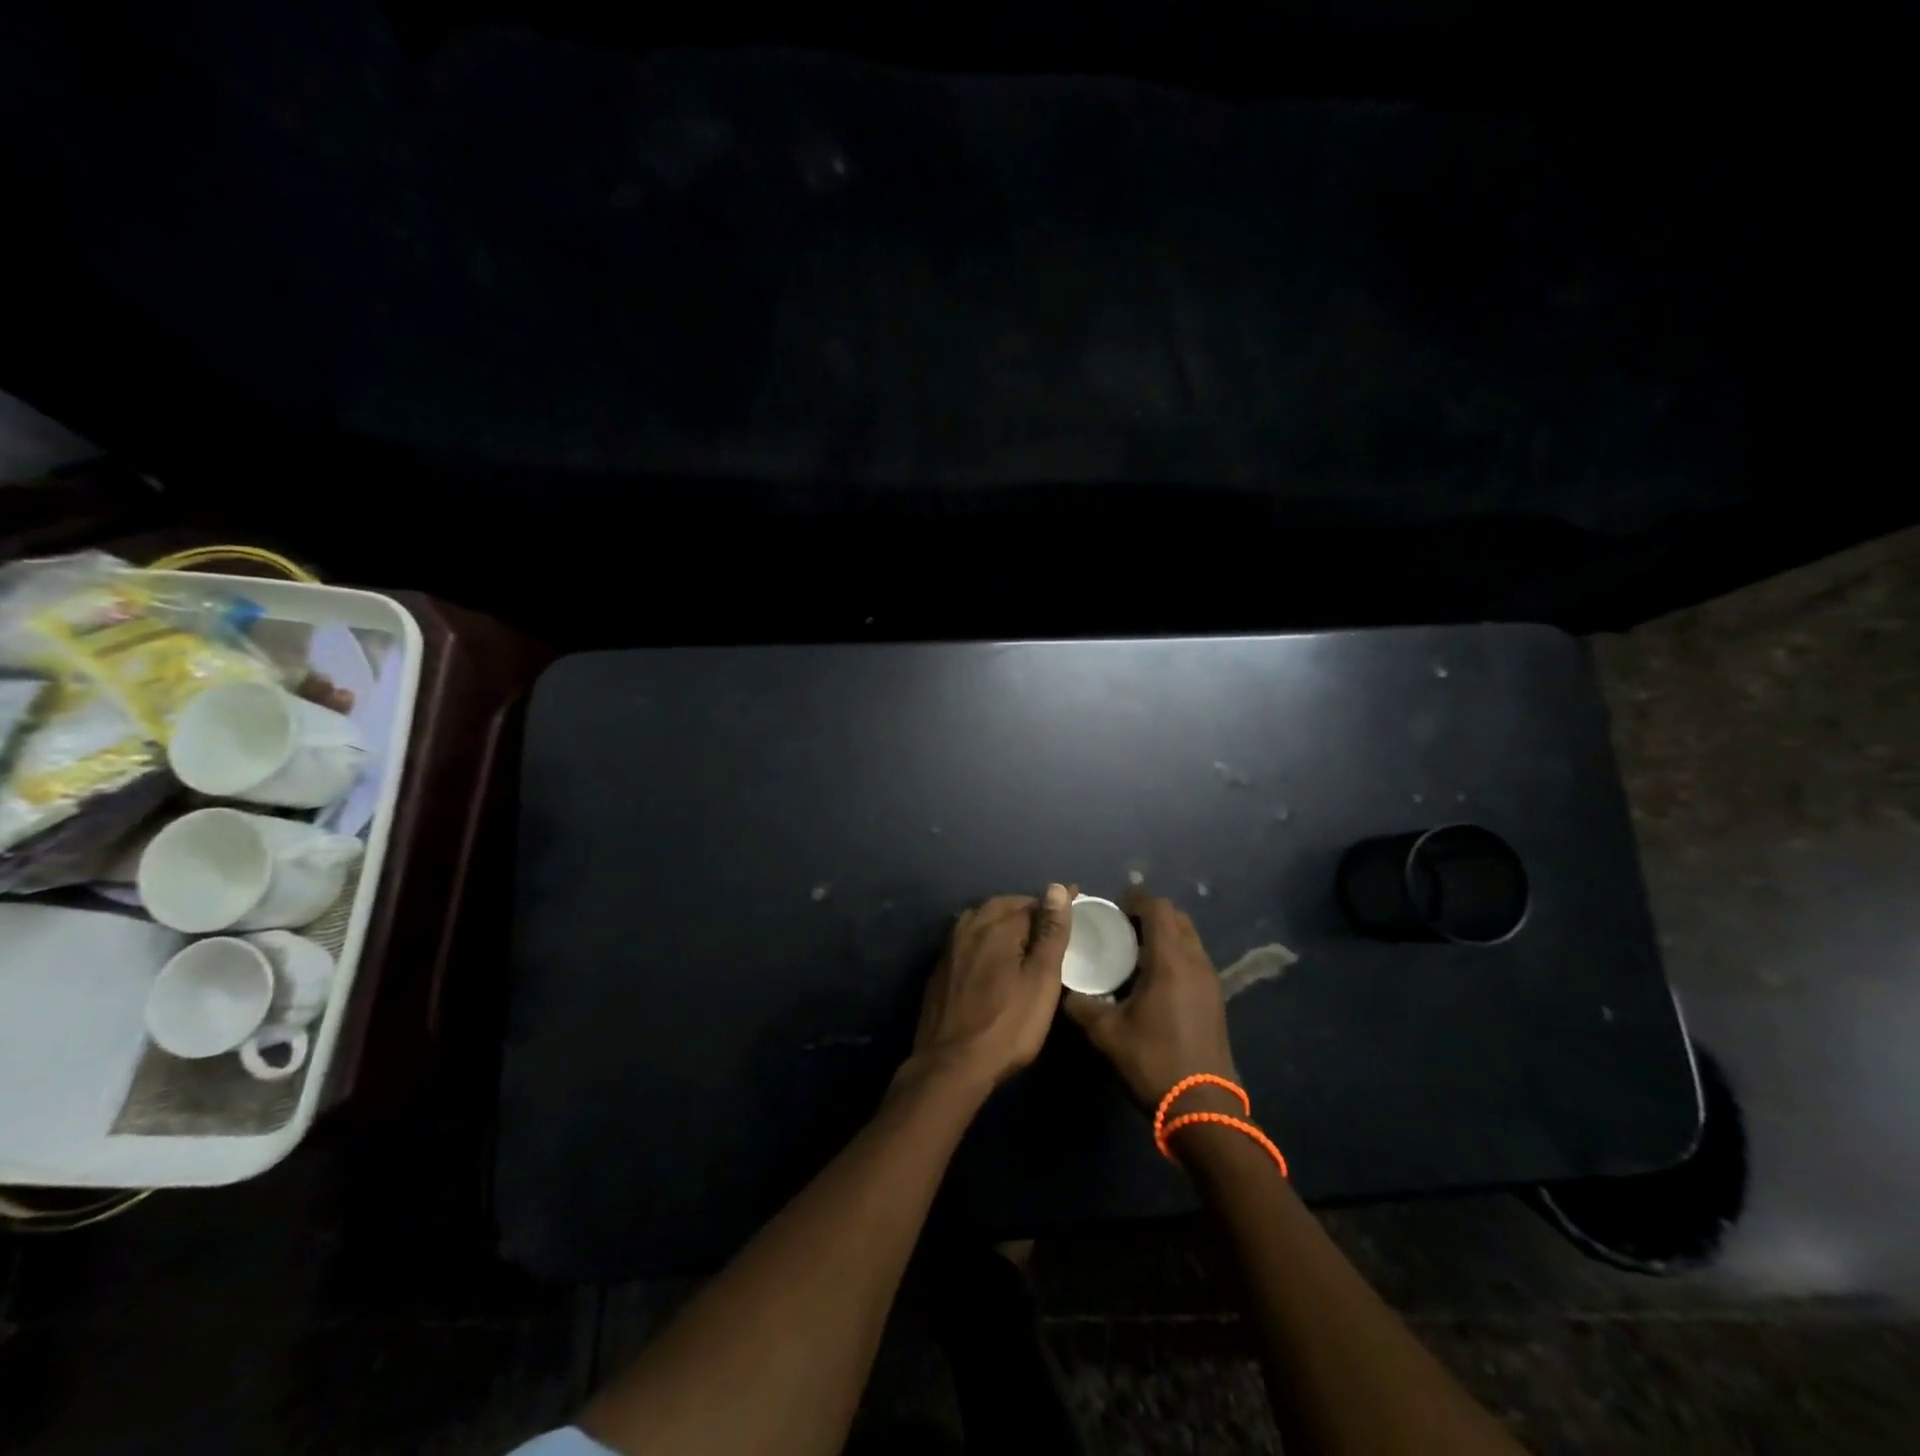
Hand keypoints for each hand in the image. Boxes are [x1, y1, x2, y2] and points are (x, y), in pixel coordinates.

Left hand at [911, 885, 1071, 1089]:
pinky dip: (986, 941)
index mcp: (996, 925)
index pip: (1032, 903)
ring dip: (1005, 923)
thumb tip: (1056, 888)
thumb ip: (1050, 933)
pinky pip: (968, 940)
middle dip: (1029, 911)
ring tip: (1026, 940)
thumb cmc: (1007, 1025)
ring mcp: (950, 947)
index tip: (1076, 907)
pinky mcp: (940, 969)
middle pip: (1004, 907)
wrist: (950, 1066)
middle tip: (1052, 926)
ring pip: (983, 921)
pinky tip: (994, 959)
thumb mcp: (1041, 980)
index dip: (1055, 907)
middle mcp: (969, 926)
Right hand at [1063, 889, 1236, 1109]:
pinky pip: (1194, 959)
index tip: (1112, 906)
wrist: (1204, 1109)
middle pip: (1177, 918)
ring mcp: (1210, 981)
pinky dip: (1175, 954)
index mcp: (1170, 960)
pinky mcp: (1215, 999)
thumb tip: (1064, 988)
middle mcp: (1195, 962)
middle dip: (1150, 913)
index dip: (1135, 899)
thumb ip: (1081, 1005)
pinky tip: (1152, 978)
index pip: (1158, 908)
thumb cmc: (1153, 1062)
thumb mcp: (1106, 1034)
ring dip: (1164, 934)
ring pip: (1189, 938)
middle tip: (1121, 927)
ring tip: (1134, 951)